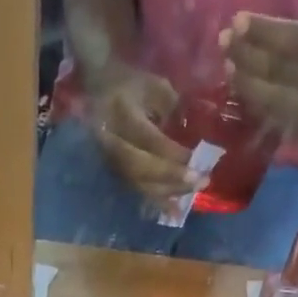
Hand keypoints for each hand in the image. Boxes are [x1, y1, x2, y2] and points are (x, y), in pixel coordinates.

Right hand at [84, 64, 200, 201]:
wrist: (97, 90)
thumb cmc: (131, 84)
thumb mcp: (154, 85)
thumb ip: (172, 108)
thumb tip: (192, 135)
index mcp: (122, 113)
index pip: (147, 139)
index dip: (171, 153)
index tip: (195, 159)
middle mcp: (112, 140)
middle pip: (140, 167)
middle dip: (171, 177)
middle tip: (200, 182)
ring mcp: (109, 160)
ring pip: (138, 183)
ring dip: (167, 193)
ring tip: (192, 195)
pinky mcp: (114, 172)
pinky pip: (136, 190)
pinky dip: (156, 202)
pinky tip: (174, 212)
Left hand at [221, 13, 297, 138]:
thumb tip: (263, 35)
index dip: (266, 33)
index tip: (238, 21)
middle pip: (285, 73)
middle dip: (251, 58)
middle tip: (225, 43)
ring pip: (279, 100)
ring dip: (250, 85)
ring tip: (230, 66)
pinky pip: (282, 120)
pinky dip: (261, 106)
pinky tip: (244, 92)